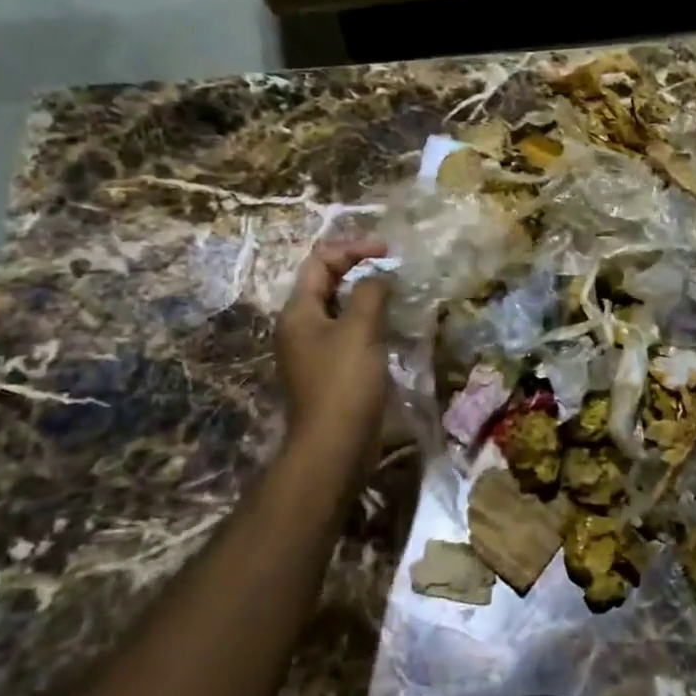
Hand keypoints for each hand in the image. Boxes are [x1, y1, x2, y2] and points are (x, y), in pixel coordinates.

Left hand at [277, 237, 393, 463]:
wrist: (335, 446)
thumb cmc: (344, 382)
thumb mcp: (360, 329)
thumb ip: (370, 293)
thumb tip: (379, 276)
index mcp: (299, 311)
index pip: (320, 262)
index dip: (352, 249)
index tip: (387, 251)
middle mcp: (300, 327)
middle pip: (327, 283)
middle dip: (359, 269)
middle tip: (393, 267)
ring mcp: (314, 351)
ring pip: (340, 310)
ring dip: (366, 296)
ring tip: (396, 293)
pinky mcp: (330, 371)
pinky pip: (348, 334)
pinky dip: (368, 322)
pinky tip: (390, 327)